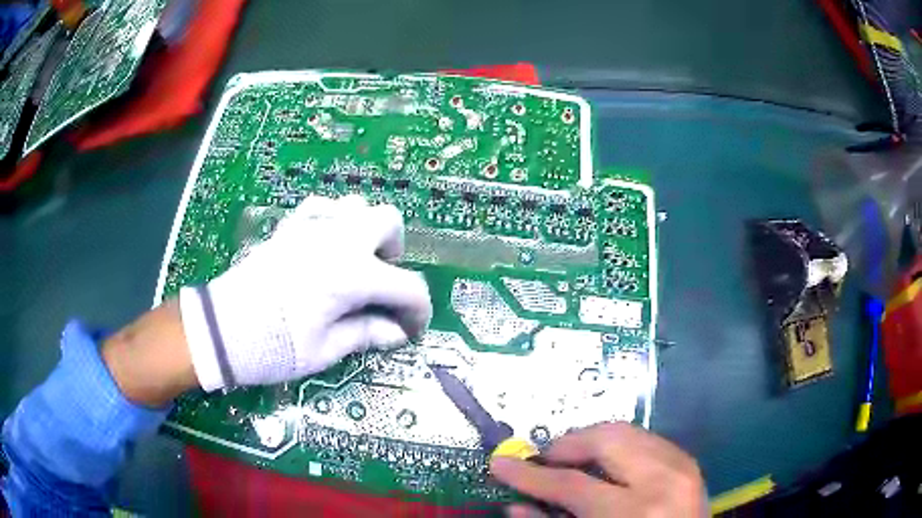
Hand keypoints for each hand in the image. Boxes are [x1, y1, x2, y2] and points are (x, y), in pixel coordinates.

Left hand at [179, 195, 431, 390]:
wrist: (221, 330)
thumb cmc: (274, 347)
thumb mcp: (325, 350)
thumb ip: (367, 334)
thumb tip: (397, 332)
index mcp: (353, 275)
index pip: (408, 286)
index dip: (418, 311)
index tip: (410, 331)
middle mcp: (339, 240)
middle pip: (390, 222)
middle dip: (396, 253)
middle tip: (381, 285)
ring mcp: (311, 227)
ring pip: (357, 205)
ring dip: (366, 232)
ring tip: (354, 263)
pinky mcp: (289, 227)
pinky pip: (323, 207)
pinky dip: (334, 220)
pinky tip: (326, 245)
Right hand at [490, 422, 707, 517]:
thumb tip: (514, 505)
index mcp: (634, 512)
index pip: (571, 483)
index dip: (529, 476)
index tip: (500, 465)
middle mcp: (663, 480)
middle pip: (606, 440)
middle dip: (566, 445)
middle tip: (542, 461)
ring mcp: (683, 467)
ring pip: (628, 432)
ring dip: (592, 442)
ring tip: (570, 461)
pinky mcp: (690, 464)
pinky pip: (647, 440)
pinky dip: (619, 447)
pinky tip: (606, 465)